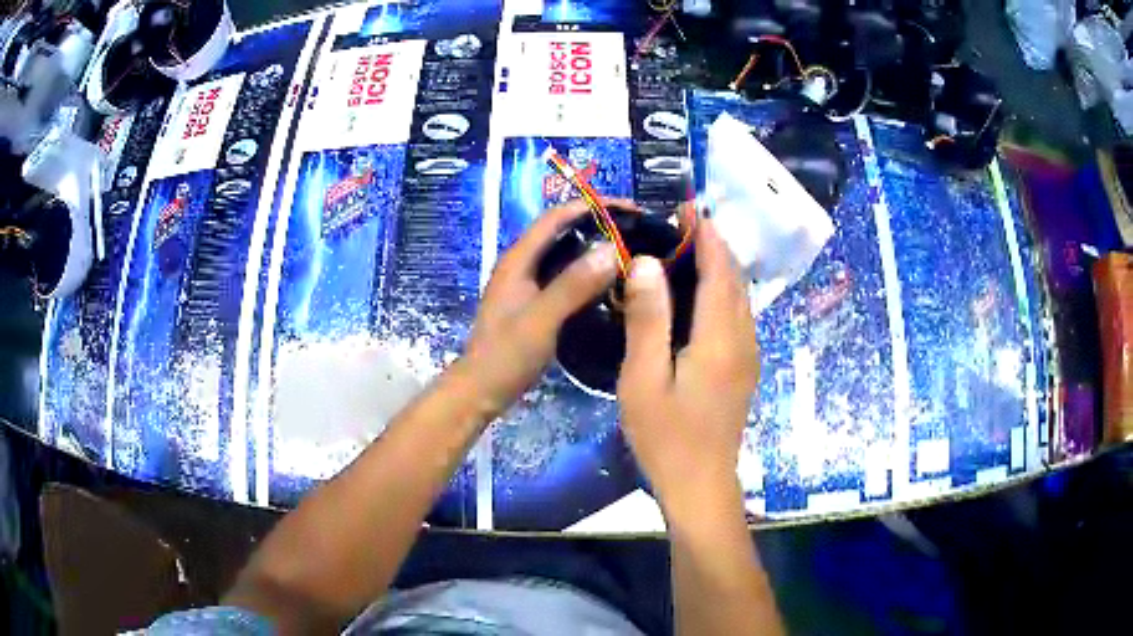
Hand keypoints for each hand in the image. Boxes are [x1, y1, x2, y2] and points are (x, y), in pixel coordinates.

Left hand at [459, 198, 635, 419]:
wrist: (482, 390)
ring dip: (595, 250)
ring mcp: (528, 285)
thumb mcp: (542, 319)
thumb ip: (574, 285)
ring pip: (566, 256)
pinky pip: (567, 278)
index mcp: (518, 259)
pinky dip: (589, 274)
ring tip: (632, 253)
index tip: (631, 209)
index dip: (592, 206)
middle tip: (638, 232)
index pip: (556, 217)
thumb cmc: (506, 355)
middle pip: (563, 232)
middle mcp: (522, 265)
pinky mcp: (536, 303)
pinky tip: (612, 284)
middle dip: (598, 226)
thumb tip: (612, 249)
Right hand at [616, 218, 758, 513]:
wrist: (700, 483)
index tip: (688, 207)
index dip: (706, 236)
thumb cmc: (666, 436)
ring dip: (721, 267)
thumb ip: (648, 320)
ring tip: (691, 249)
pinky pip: (739, 316)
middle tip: (684, 223)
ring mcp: (748, 355)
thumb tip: (650, 263)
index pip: (718, 270)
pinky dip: (724, 292)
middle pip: (735, 279)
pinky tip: (701, 295)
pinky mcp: (744, 369)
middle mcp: (743, 339)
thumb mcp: (644, 379)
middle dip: (715, 245)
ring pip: (741, 297)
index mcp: (719, 338)